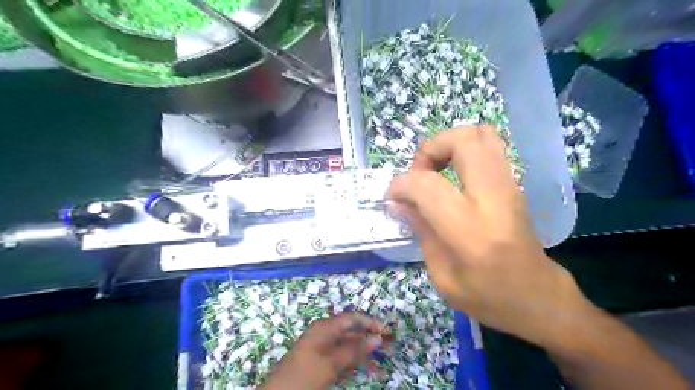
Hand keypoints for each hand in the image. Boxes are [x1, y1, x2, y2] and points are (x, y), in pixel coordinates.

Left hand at [261, 313, 384, 389]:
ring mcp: (323, 348)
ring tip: (383, 364)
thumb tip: (377, 337)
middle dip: (371, 339)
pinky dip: (355, 364)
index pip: (353, 318)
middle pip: (352, 332)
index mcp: (326, 327)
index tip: (387, 332)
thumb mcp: (332, 363)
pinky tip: (368, 372)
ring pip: (349, 347)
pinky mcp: (322, 362)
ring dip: (365, 355)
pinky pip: (342, 359)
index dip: (371, 323)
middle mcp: (326, 334)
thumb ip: (355, 350)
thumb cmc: (305, 375)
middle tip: (390, 348)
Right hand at [389, 126, 593, 351]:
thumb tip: (398, 202)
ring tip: (436, 169)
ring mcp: (510, 186)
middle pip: (462, 141)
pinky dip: (465, 148)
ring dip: (449, 143)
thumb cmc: (488, 297)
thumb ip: (420, 231)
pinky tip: (454, 173)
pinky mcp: (516, 184)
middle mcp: (493, 198)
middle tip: (419, 173)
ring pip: (481, 134)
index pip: (427, 185)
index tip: (394, 197)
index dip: (401, 184)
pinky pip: (491, 146)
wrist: (539, 298)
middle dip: (430, 148)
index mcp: (470, 230)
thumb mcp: (442, 276)